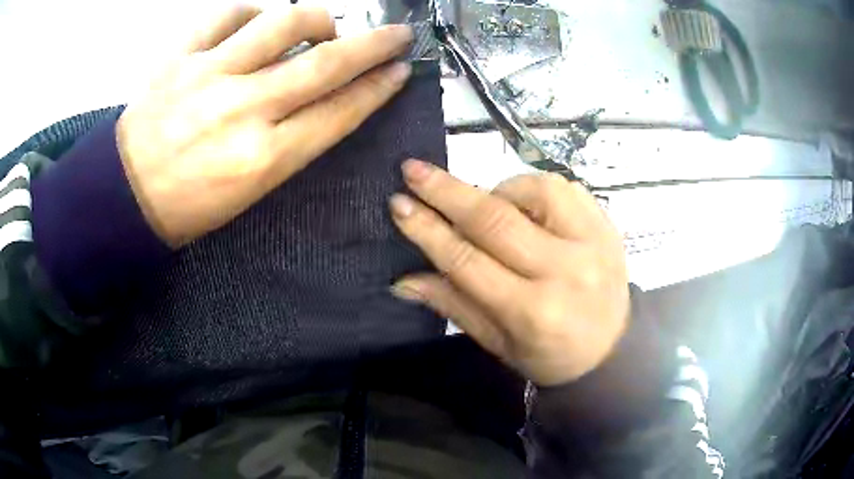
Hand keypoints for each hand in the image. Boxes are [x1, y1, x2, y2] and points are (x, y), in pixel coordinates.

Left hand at [118, 5, 412, 245]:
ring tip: (322, 25)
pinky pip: (227, 14)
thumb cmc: (187, 206)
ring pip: (283, 24)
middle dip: (373, 45)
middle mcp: (241, 110)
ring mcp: (207, 76)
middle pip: (325, 63)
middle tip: (397, 34)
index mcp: (262, 159)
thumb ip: (290, 142)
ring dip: (317, 19)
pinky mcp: (178, 57)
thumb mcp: (248, 190)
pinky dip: (251, 11)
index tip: (400, 70)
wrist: (123, 196)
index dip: (377, 88)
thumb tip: (320, 95)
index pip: (339, 112)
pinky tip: (257, 21)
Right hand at [390, 160, 629, 385]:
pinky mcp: (607, 226)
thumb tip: (402, 280)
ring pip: (534, 191)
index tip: (399, 203)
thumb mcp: (498, 342)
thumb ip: (453, 304)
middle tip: (413, 170)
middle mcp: (565, 271)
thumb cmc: (550, 355)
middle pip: (495, 219)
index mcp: (532, 312)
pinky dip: (534, 188)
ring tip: (488, 207)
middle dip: (447, 191)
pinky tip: (525, 205)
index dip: (428, 230)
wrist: (612, 350)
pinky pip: (564, 187)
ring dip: (498, 190)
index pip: (467, 261)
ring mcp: (593, 243)